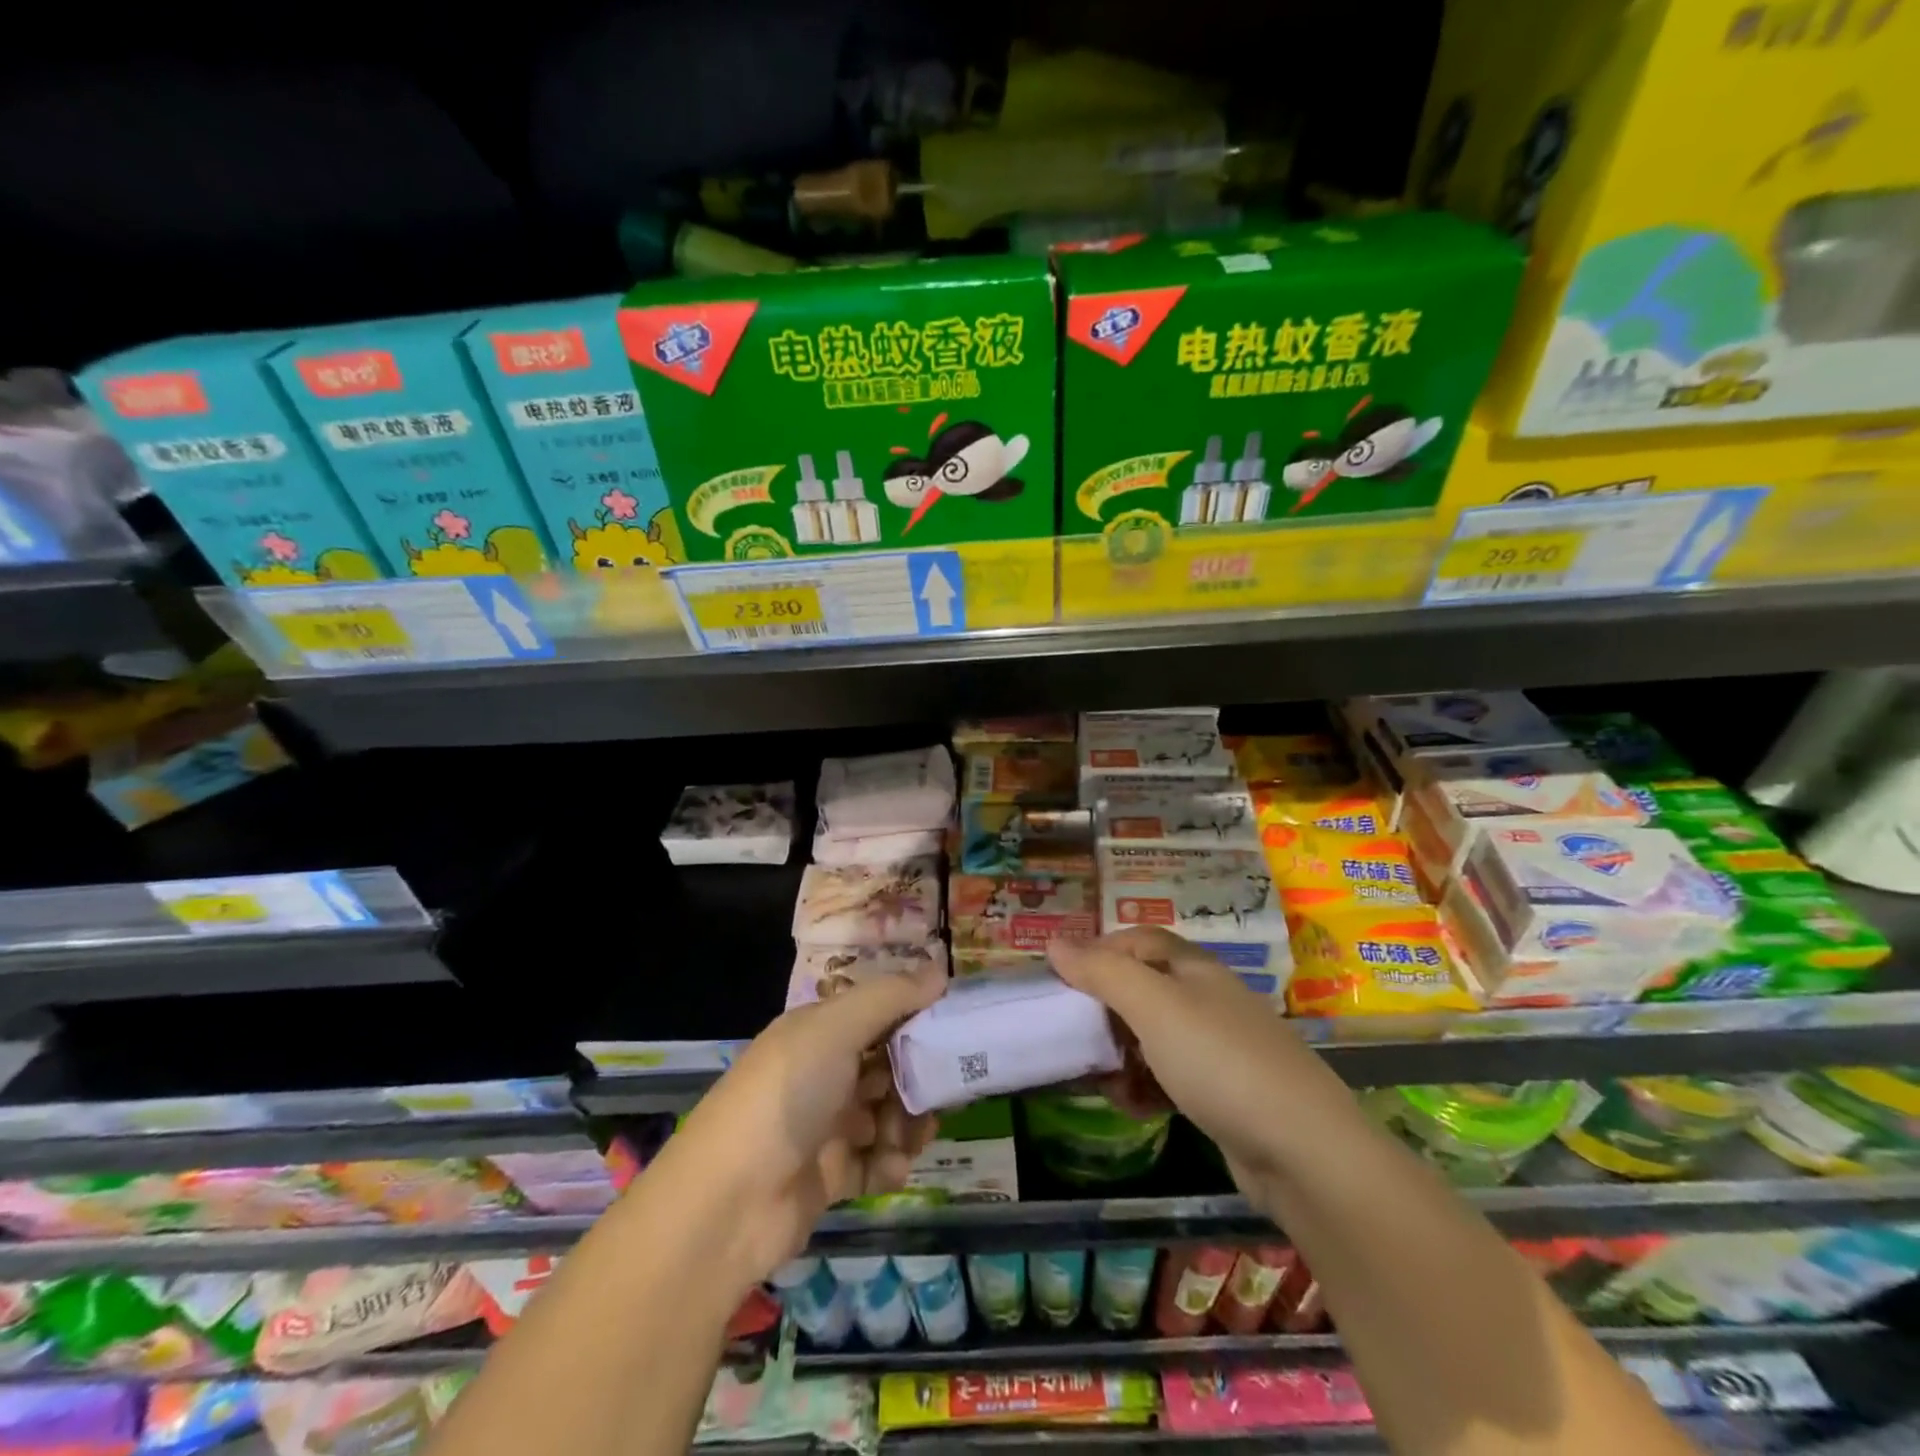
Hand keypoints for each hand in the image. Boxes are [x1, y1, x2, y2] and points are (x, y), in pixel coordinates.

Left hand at [644, 962, 946, 1289]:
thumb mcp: (834, 1030)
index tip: (955, 1025)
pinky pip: (876, 1161)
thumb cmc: (785, 1096)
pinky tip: (891, 1168)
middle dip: (919, 1077)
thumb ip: (889, 997)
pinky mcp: (831, 1175)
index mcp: (820, 1031)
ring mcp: (827, 1125)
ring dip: (908, 1124)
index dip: (915, 1016)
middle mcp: (824, 1072)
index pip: (878, 1012)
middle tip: (944, 1089)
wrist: (727, 1204)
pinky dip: (890, 1163)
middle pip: (888, 1065)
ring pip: (888, 1113)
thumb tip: (939, 970)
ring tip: (911, 1137)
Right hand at [1049, 928, 1336, 1189]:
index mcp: (1193, 968)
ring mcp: (1218, 1047)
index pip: (1137, 940)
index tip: (1060, 978)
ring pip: (1152, 1036)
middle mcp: (1206, 999)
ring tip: (1098, 1078)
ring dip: (1120, 1052)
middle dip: (1103, 1008)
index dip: (1098, 951)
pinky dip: (1145, 1085)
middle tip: (1071, 1033)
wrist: (1303, 1151)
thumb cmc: (1219, 1061)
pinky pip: (1170, 1075)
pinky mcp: (1223, 1092)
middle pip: (1142, 987)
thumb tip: (1054, 942)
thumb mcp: (1153, 1007)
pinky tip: (1133, 1106)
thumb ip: (1102, 972)